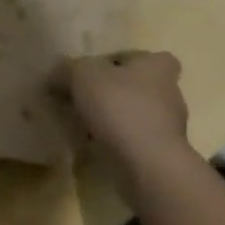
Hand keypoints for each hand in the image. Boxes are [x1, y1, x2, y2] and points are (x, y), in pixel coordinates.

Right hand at [54, 51, 196, 197]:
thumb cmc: (120, 107)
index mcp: (157, 69)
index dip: (132, 61)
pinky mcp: (162, 157)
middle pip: (142, 88)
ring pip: (137, 117)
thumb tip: (54, 75)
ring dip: (115, 120)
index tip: (108, 69)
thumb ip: (66, 69)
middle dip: (117, 92)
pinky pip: (135, 143)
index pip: (155, 58)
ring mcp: (168, 130)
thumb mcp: (81, 75)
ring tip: (83, 124)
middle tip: (86, 97)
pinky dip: (117, 144)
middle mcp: (169, 96)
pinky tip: (92, 146)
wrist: (148, 166)